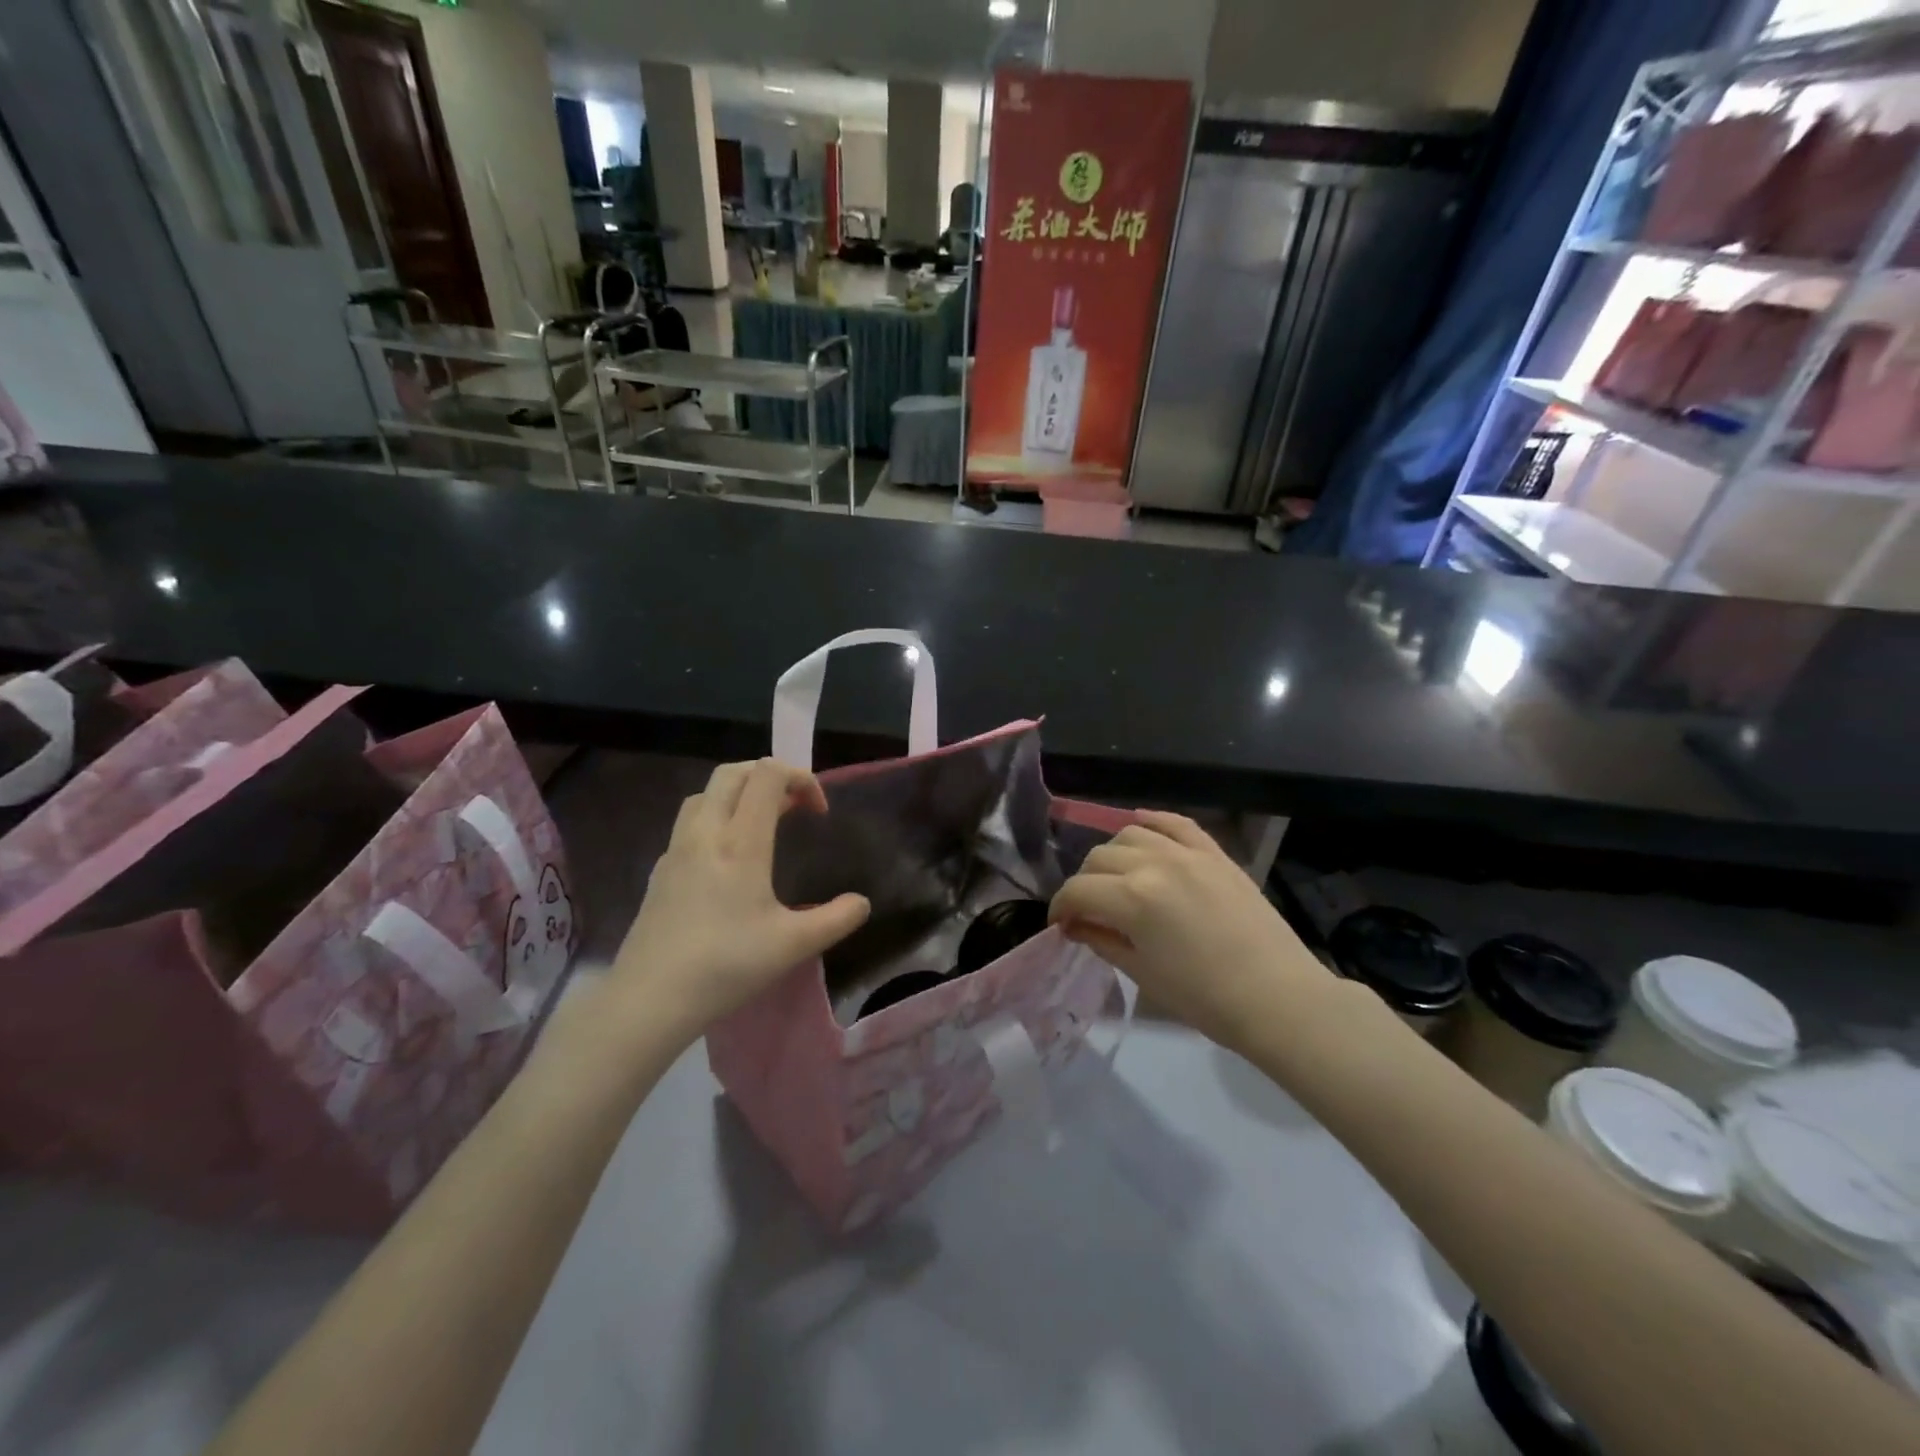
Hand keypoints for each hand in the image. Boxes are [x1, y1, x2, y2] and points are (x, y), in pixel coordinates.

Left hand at [610, 759, 869, 1040]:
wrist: (649, 999)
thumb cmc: (726, 965)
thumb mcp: (793, 945)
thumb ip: (836, 919)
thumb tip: (862, 903)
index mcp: (740, 841)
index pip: (768, 774)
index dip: (800, 778)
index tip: (818, 813)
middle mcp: (705, 833)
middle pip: (733, 772)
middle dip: (769, 777)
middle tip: (793, 808)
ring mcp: (676, 849)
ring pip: (706, 793)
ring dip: (738, 794)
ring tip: (762, 825)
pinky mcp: (660, 871)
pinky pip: (689, 823)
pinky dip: (715, 820)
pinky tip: (726, 860)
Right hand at [1049, 812, 1331, 1054]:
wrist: (1278, 997)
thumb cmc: (1205, 998)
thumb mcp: (1142, 974)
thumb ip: (1102, 940)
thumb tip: (1074, 925)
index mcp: (1132, 898)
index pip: (1078, 890)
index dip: (1061, 907)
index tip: (1060, 925)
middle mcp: (1154, 863)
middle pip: (1099, 858)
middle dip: (1084, 883)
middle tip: (1088, 909)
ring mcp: (1187, 853)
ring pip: (1131, 834)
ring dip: (1113, 855)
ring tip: (1117, 878)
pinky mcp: (1215, 853)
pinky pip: (1176, 823)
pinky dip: (1152, 821)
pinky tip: (1141, 826)